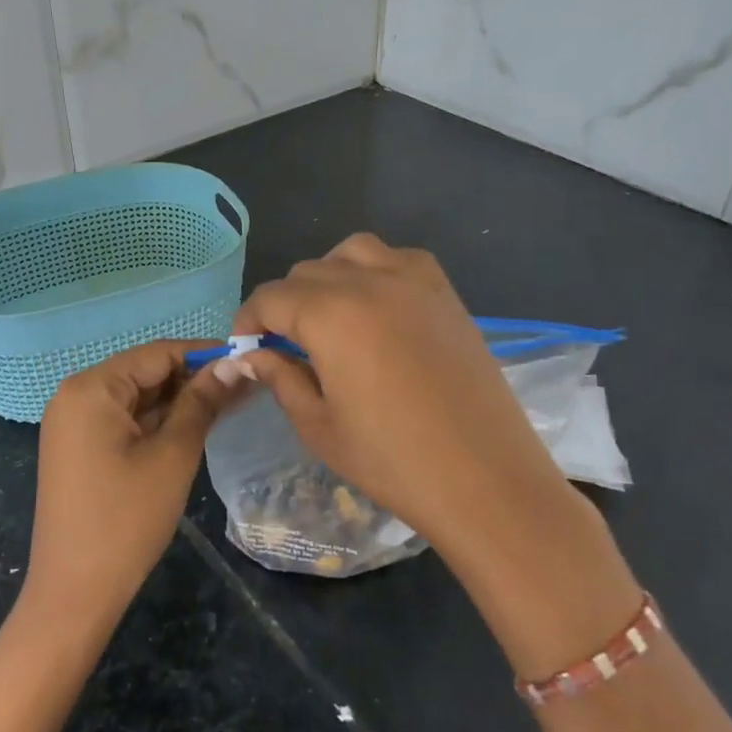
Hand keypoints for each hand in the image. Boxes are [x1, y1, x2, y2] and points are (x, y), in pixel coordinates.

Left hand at [25, 341, 239, 632]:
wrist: (75, 593)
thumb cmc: (126, 519)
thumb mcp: (173, 455)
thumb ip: (203, 402)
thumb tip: (235, 363)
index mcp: (91, 387)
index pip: (157, 353)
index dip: (204, 355)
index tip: (247, 361)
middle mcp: (76, 395)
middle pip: (145, 372)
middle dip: (193, 379)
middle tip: (245, 387)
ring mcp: (74, 423)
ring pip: (137, 397)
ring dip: (179, 401)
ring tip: (230, 404)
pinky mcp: (79, 448)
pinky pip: (124, 420)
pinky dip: (157, 422)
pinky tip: (195, 426)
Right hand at [226, 234, 572, 551]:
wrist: (486, 479)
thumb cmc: (393, 461)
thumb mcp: (319, 426)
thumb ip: (280, 378)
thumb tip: (251, 355)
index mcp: (331, 315)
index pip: (270, 298)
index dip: (249, 321)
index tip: (245, 348)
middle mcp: (369, 282)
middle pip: (306, 272)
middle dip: (285, 304)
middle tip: (285, 346)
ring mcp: (414, 281)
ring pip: (351, 252)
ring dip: (328, 276)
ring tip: (329, 317)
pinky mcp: (446, 293)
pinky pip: (398, 258)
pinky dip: (375, 270)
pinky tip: (377, 309)